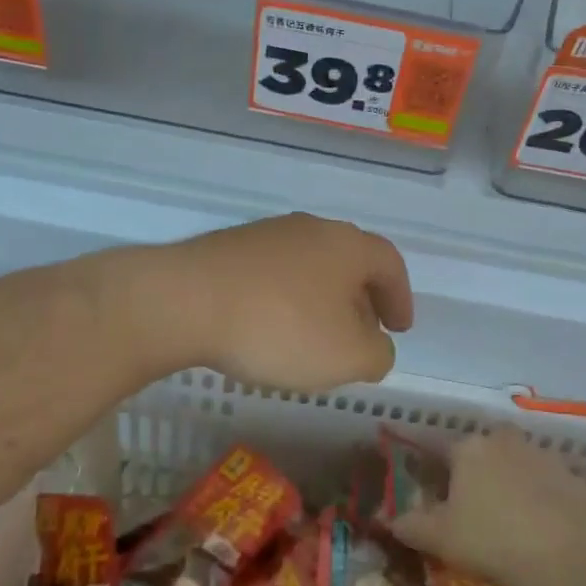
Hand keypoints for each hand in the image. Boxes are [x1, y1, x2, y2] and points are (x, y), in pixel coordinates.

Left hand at [138, 213, 412, 392]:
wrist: (185, 301)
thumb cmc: (280, 327)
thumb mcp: (347, 356)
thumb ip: (377, 354)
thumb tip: (375, 345)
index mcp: (348, 246)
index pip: (390, 265)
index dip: (401, 299)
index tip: (399, 329)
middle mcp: (311, 229)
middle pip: (349, 263)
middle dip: (361, 301)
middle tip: (360, 336)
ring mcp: (266, 234)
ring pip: (310, 267)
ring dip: (321, 301)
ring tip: (313, 338)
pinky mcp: (229, 248)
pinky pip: (273, 275)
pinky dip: (285, 300)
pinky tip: (269, 329)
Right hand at [391, 427, 585, 585]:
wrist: (557, 559)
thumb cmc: (487, 540)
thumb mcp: (437, 537)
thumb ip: (408, 524)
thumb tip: (386, 518)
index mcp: (469, 449)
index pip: (441, 446)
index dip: (433, 462)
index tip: (429, 479)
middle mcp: (505, 441)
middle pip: (486, 444)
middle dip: (480, 462)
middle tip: (474, 495)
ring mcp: (544, 457)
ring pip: (521, 459)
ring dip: (514, 475)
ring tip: (510, 509)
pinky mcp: (573, 479)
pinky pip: (551, 482)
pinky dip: (545, 495)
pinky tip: (542, 522)